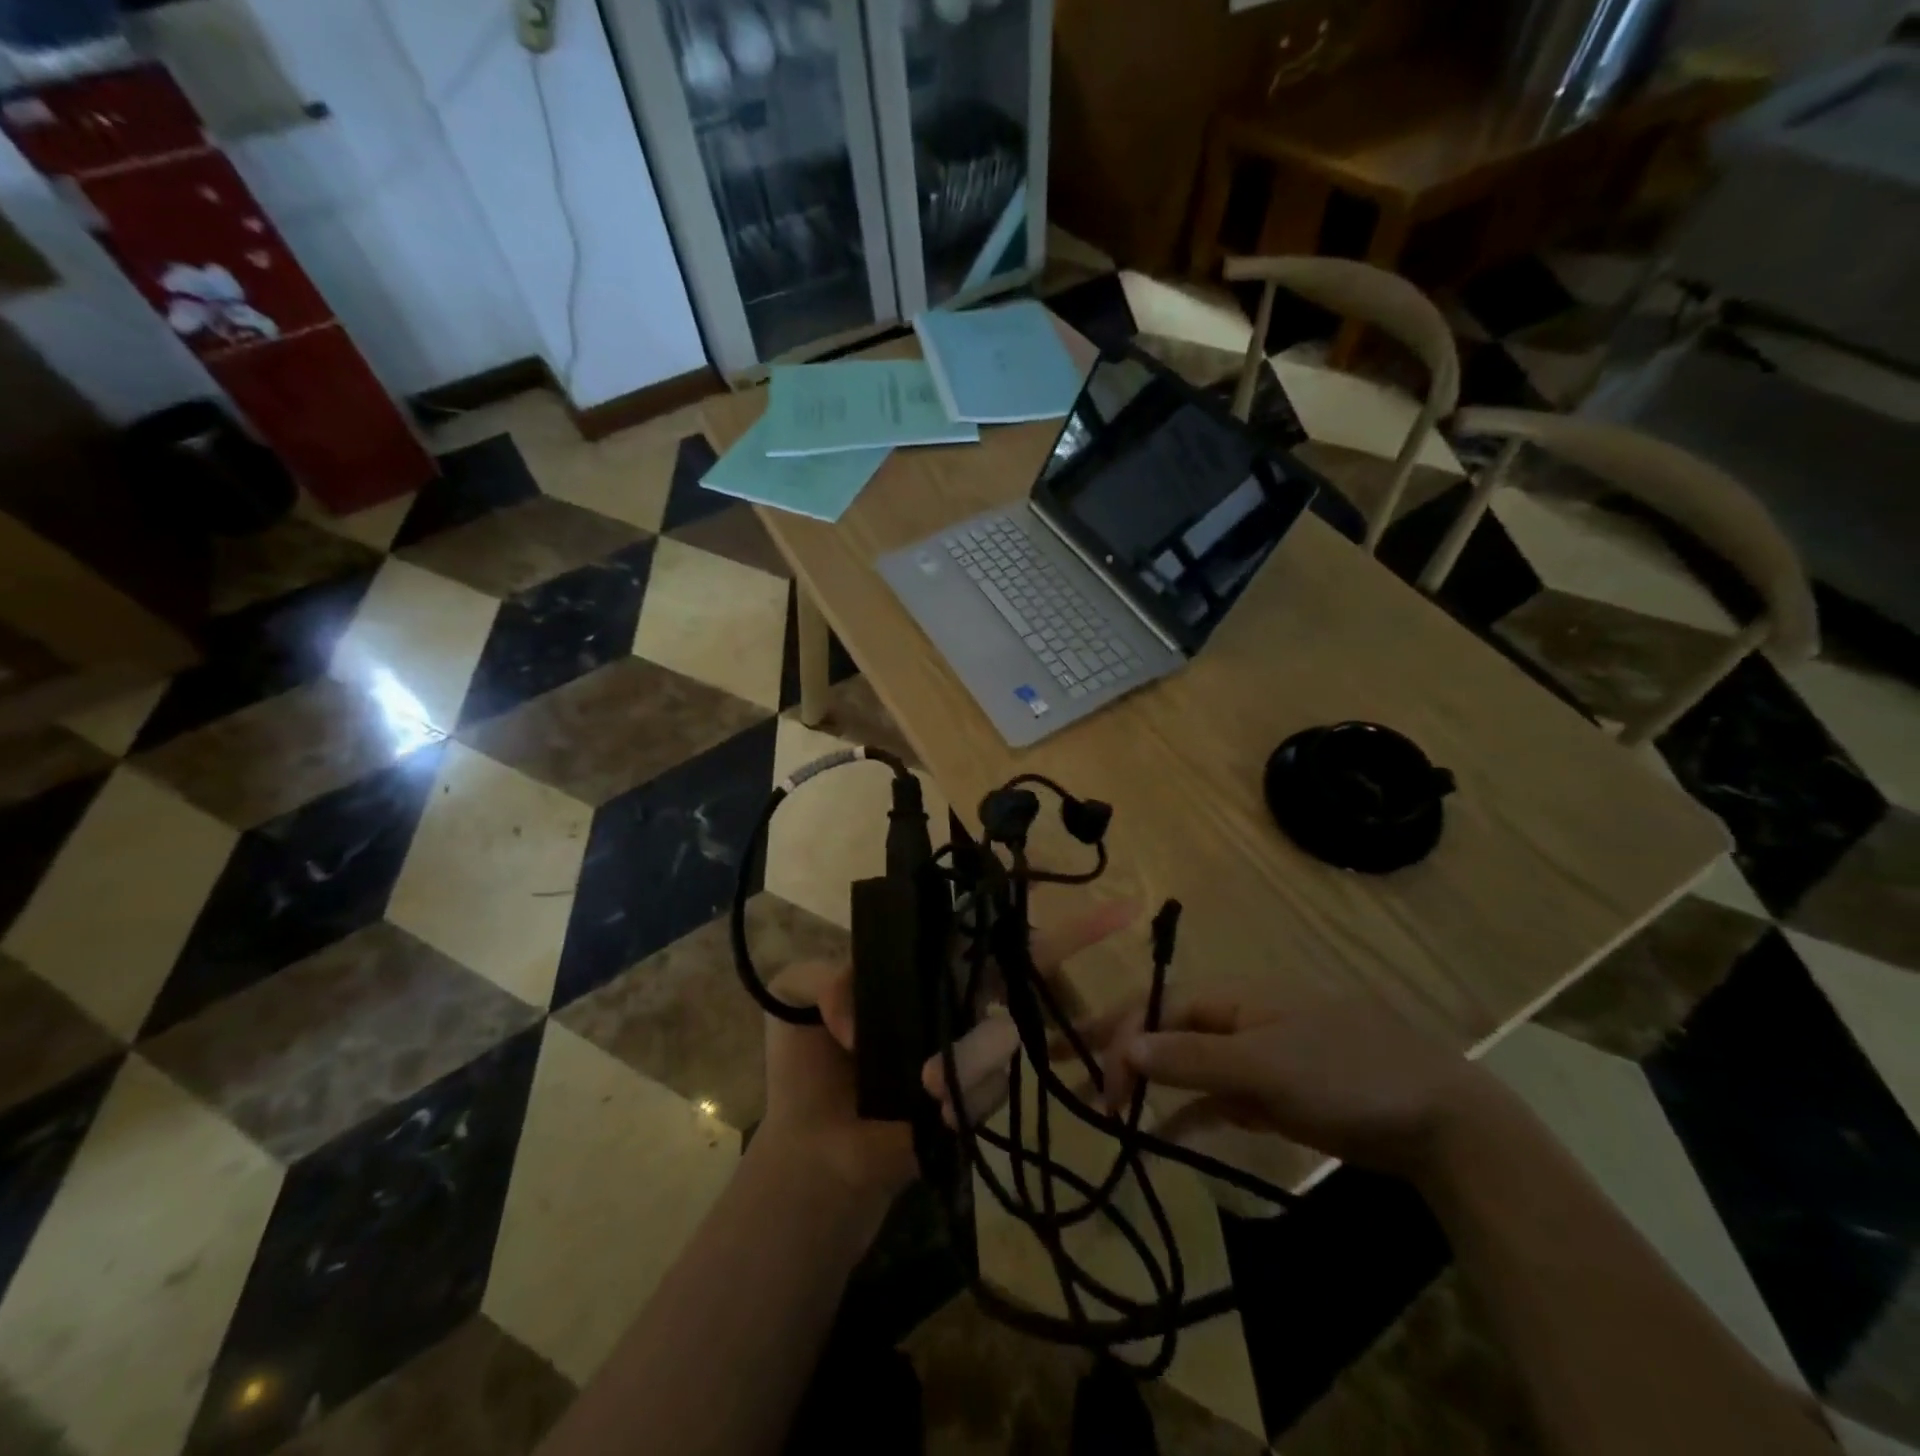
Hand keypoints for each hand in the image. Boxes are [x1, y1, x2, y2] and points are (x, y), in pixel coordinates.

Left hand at [756, 898, 1139, 1203]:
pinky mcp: (983, 1096)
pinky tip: (934, 1106)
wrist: (817, 1158)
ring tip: (921, 1087)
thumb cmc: (808, 1073)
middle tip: (1117, 916)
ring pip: (1003, 1028)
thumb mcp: (797, 1002)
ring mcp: (977, 1047)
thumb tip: (860, 1009)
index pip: (973, 927)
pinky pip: (995, 1081)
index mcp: (923, 968)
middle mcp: (959, 998)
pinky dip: (970, 1092)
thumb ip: (820, 975)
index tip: (1062, 879)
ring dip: (967, 1057)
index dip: (1011, 906)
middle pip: (1022, 963)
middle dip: (1074, 939)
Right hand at [1095, 992, 1495, 1177]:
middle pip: (1163, 1030)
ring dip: (1145, 1082)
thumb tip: (1124, 1044)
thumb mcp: (1263, 1065)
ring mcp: (1253, 1057)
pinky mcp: (1271, 1094)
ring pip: (1183, 1064)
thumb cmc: (1344, 1074)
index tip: (1093, 1079)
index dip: (1119, 1036)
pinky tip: (1158, 1132)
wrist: (1437, 1120)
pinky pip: (1214, 1097)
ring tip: (1103, 1109)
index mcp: (1231, 997)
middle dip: (1117, 1049)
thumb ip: (1191, 1057)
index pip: (1157, 1007)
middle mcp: (1234, 1019)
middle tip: (1069, 1076)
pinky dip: (1186, 1111)